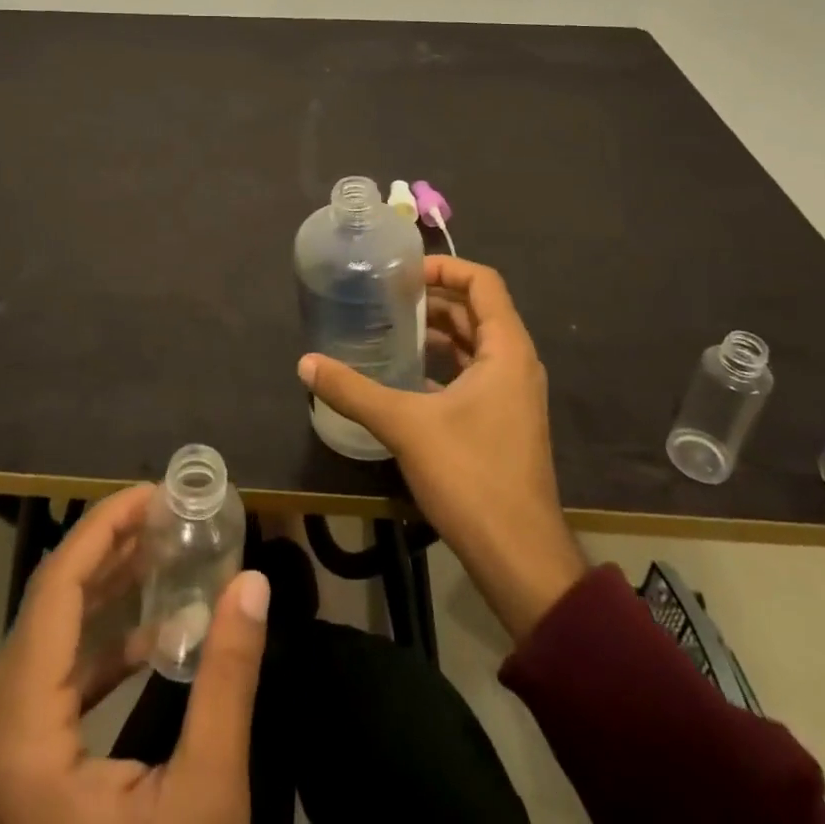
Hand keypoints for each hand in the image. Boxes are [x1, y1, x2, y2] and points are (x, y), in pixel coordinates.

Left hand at [0, 485, 270, 823]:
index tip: (154, 492)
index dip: (105, 526)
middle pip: (47, 608)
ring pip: (43, 643)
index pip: (57, 589)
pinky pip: (41, 687)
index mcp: (15, 736)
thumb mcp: (203, 801)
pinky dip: (92, 652)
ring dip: (104, 597)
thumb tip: (252, 582)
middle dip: (111, 552)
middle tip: (169, 516)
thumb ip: (228, 679)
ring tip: (163, 558)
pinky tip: (146, 641)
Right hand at [298, 255, 584, 642]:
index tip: (402, 272)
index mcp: (506, 350)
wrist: (519, 558)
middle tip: (385, 296)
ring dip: (436, 331)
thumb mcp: (405, 426)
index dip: (444, 266)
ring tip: (389, 328)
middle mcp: (515, 363)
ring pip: (473, 344)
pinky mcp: (503, 422)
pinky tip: (404, 375)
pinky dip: (441, 364)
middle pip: (476, 310)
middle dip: (433, 297)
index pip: (482, 282)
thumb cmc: (471, 477)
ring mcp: (512, 395)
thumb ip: (353, 391)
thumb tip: (305, 363)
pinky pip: (472, 373)